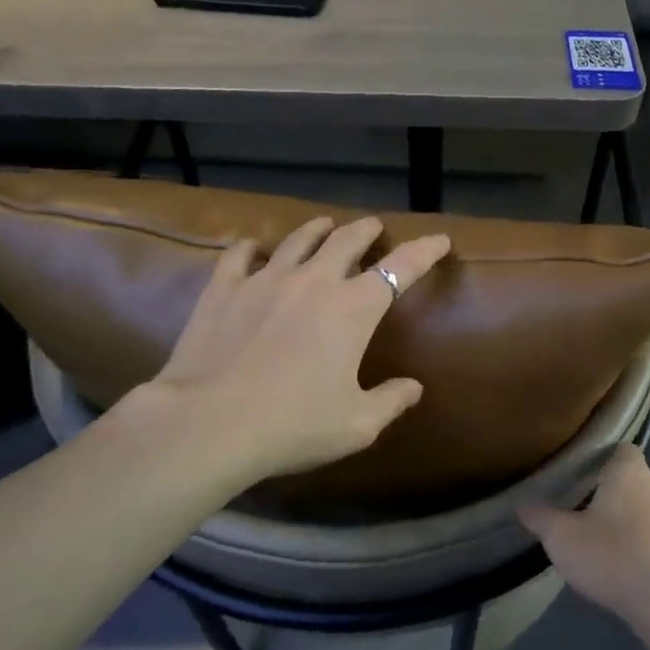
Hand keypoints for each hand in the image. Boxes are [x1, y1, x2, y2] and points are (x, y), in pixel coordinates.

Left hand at [124, 215, 450, 487]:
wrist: (210, 422)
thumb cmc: (293, 424)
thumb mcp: (356, 424)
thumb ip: (391, 401)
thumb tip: (414, 387)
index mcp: (353, 309)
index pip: (400, 268)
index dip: (424, 251)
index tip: (439, 240)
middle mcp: (314, 281)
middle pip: (347, 240)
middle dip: (367, 230)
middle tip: (374, 227)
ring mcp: (265, 279)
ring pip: (298, 239)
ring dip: (317, 229)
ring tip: (325, 225)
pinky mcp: (224, 288)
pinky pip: (240, 254)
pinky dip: (252, 247)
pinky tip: (252, 247)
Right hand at [518, 444, 649, 636]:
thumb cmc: (615, 560)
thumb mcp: (563, 540)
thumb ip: (542, 519)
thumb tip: (522, 504)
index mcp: (632, 477)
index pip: (623, 452)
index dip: (610, 465)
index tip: (595, 485)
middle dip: (638, 500)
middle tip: (615, 527)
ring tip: (642, 562)